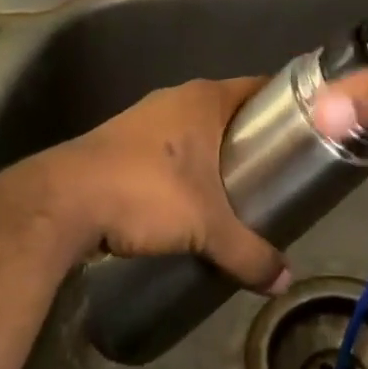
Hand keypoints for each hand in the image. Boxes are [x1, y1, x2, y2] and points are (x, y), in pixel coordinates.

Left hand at [45, 77, 289, 293]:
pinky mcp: (122, 140)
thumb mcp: (205, 227)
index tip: (304, 132)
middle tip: (276, 170)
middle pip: (228, 109)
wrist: (64, 201)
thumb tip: (283, 280)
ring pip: (195, 128)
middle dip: (251, 137)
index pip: (257, 88)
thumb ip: (248, 252)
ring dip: (214, 152)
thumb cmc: (146, 192)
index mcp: (204, 98)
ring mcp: (146, 116)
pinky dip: (185, 164)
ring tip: (237, 189)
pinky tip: (189, 197)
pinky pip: (169, 145)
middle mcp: (177, 97)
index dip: (283, 106)